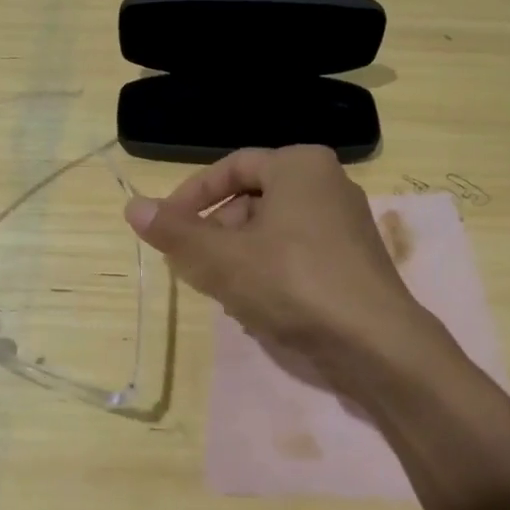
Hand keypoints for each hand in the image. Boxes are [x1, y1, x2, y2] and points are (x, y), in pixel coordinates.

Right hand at [123, 146, 443, 397]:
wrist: (377, 344)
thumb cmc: (293, 284)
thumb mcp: (222, 258)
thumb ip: (175, 232)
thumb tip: (131, 206)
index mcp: (299, 165)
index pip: (231, 168)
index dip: (191, 197)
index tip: (165, 227)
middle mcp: (327, 182)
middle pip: (252, 199)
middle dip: (216, 232)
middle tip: (192, 265)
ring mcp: (346, 222)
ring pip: (273, 230)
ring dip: (239, 257)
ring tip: (223, 292)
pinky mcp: (354, 259)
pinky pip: (298, 252)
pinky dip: (270, 271)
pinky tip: (258, 308)